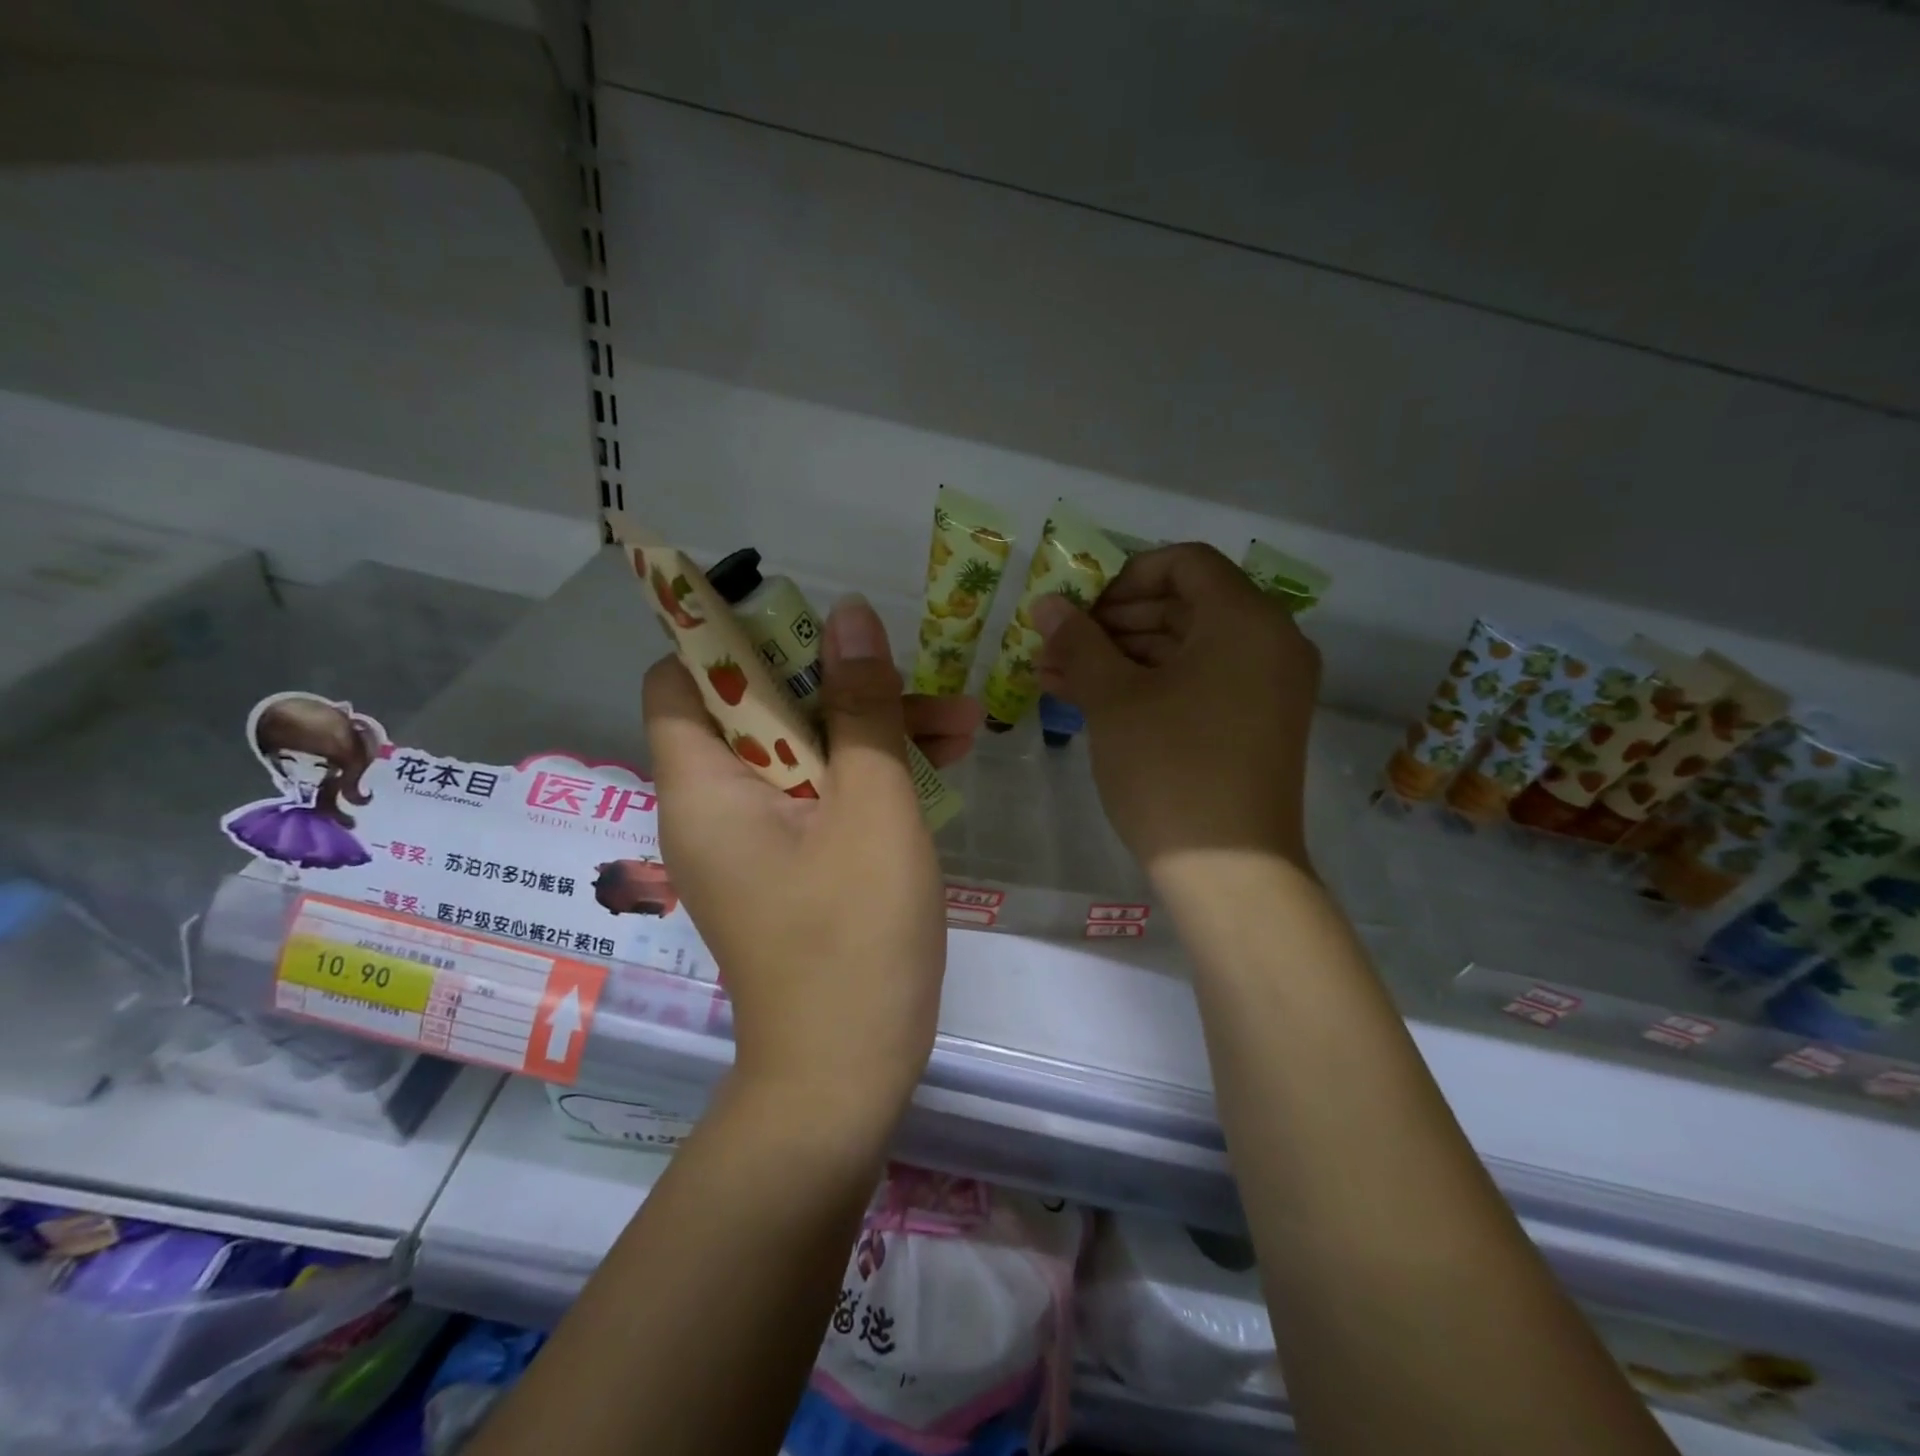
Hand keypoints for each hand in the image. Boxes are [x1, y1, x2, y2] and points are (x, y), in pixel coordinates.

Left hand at [642, 594, 980, 1130]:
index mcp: (704, 786)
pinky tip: (940, 766)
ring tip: (961, 725)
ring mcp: (754, 840)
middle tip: (914, 676)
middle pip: (761, 710)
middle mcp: (714, 806)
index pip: (682, 679)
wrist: (846, 1076)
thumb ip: (862, 706)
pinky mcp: (790, 866)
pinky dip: (869, 777)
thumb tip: (851, 616)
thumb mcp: (873, 806)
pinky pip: (820, 797)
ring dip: (871, 731)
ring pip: (804, 753)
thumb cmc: (855, 937)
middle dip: (839, 685)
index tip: (803, 621)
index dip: (731, 638)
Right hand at [1032, 543, 1319, 881]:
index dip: (1125, 577)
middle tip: (1060, 645)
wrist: (1229, 872)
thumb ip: (1080, 642)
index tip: (1081, 607)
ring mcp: (1268, 688)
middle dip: (1114, 622)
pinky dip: (1150, 686)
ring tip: (1059, 676)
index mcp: (1247, 620)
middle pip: (1185, 606)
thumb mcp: (1115, 699)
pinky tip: (1093, 701)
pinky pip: (1200, 684)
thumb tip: (1047, 604)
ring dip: (1122, 657)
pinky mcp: (1256, 725)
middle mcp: (1271, 643)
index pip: (1185, 563)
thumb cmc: (1170, 769)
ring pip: (1187, 649)